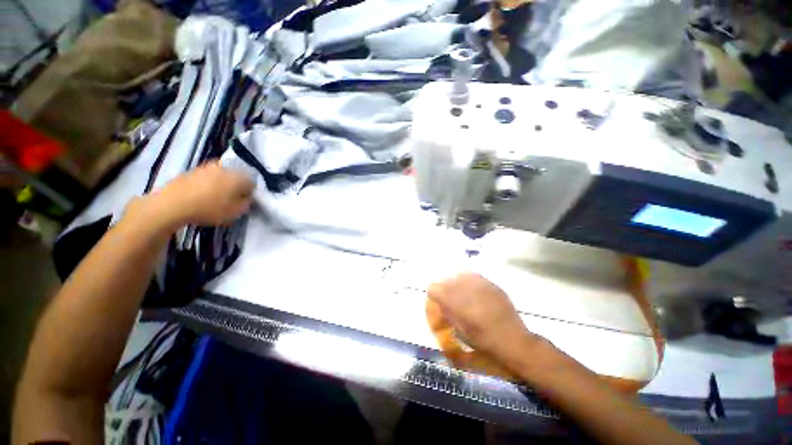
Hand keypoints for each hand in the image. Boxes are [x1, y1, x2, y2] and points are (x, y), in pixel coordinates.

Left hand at [132, 161, 254, 229]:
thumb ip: (246, 203)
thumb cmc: (209, 209)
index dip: (250, 193)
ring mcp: (207, 167)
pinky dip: (208, 184)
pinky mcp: (192, 171)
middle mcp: (225, 168)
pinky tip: (202, 195)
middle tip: (231, 199)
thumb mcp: (235, 212)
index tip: (244, 202)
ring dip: (222, 184)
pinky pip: (207, 177)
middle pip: (237, 176)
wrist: (171, 205)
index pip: (252, 182)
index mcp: (238, 177)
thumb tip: (248, 197)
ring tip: (216, 197)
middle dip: (236, 186)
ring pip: (221, 175)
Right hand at [427, 273, 537, 363]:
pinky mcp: (492, 285)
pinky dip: (470, 281)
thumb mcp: (461, 331)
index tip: (434, 296)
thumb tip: (441, 302)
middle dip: (445, 286)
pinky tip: (473, 289)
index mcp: (458, 305)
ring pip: (461, 275)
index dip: (433, 292)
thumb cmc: (484, 342)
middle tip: (447, 294)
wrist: (513, 341)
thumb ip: (448, 314)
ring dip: (457, 282)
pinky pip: (475, 277)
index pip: (435, 289)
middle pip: (448, 280)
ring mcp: (481, 285)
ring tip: (460, 290)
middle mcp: (468, 291)